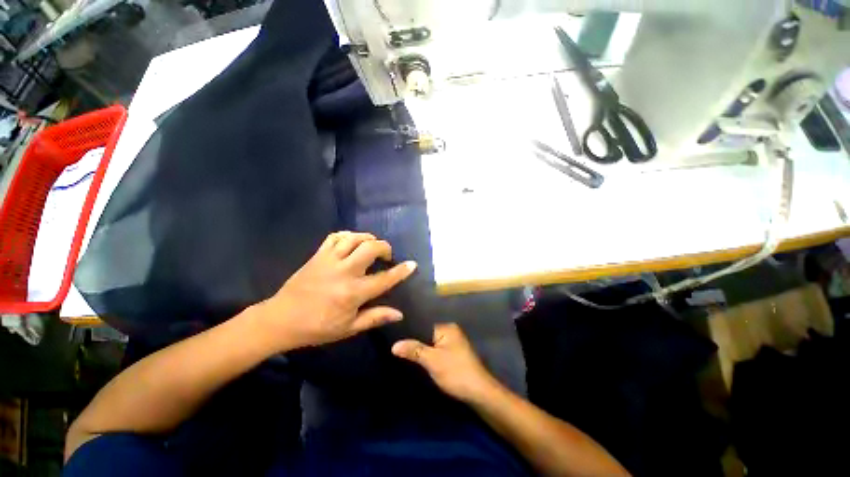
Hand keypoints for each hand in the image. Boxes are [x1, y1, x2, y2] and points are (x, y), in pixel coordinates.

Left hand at [260, 231, 416, 348]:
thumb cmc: (317, 327)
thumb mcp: (348, 328)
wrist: (281, 319)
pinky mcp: (318, 255)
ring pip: (354, 237)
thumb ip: (375, 317)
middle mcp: (344, 271)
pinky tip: (352, 242)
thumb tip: (399, 314)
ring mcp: (329, 260)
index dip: (401, 271)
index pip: (385, 278)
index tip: (412, 264)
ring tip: (372, 246)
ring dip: (368, 238)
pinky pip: (336, 236)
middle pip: (371, 248)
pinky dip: (348, 235)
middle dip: (385, 247)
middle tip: (387, 255)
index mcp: (353, 292)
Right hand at [392, 323, 500, 402]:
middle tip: (393, 340)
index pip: (423, 323)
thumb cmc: (456, 372)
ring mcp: (452, 343)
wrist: (479, 393)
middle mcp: (450, 331)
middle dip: (413, 338)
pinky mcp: (452, 354)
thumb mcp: (433, 361)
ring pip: (430, 341)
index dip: (409, 328)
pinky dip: (426, 353)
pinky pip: (435, 349)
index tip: (393, 331)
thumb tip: (394, 345)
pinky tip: (414, 356)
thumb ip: (414, 350)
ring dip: (419, 346)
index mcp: (447, 327)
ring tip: (399, 347)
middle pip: (426, 332)